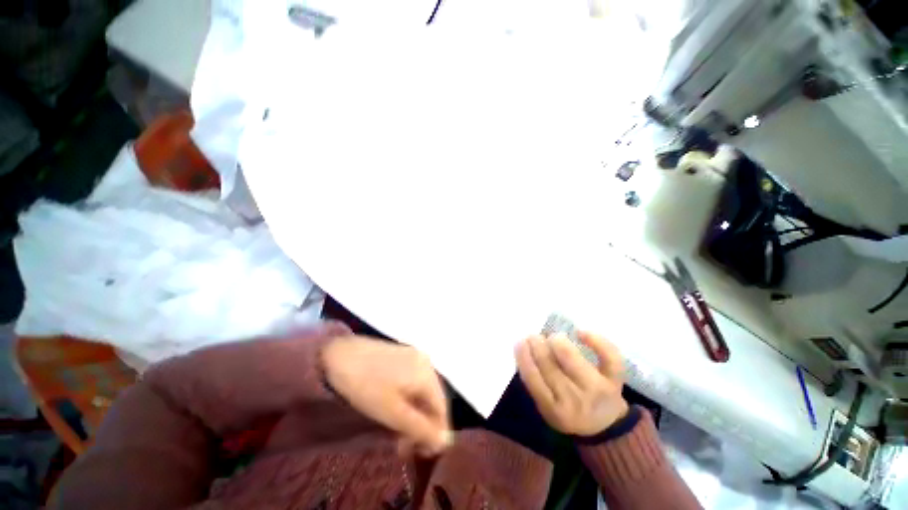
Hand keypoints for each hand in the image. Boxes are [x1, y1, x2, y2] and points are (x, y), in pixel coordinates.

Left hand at [322, 337, 451, 455]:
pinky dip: (407, 400)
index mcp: (427, 374)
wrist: (340, 354)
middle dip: (422, 425)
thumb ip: (420, 428)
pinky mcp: (402, 356)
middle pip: (432, 399)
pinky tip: (394, 410)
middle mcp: (426, 362)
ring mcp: (414, 356)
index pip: (442, 409)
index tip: (419, 454)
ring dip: (413, 414)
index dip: (435, 434)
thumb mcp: (392, 413)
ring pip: (421, 392)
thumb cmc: (366, 386)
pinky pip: (412, 382)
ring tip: (396, 433)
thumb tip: (445, 442)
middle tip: (403, 447)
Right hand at [515, 332, 628, 435]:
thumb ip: (535, 382)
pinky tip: (580, 333)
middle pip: (549, 365)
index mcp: (554, 410)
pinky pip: (607, 356)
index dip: (524, 356)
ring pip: (571, 357)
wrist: (606, 426)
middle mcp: (574, 401)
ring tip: (553, 338)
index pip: (533, 378)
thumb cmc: (569, 410)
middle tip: (533, 336)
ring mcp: (597, 389)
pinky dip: (595, 340)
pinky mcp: (614, 380)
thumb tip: (523, 349)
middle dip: (537, 345)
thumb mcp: (547, 406)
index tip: (519, 342)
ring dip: (557, 341)